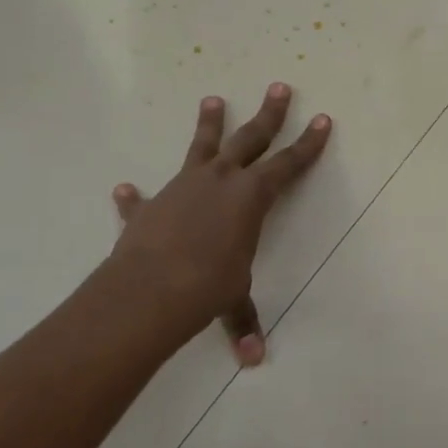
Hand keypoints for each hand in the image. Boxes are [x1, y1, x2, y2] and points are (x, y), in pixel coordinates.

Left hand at [105, 84, 330, 363]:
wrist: (148, 289)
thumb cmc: (207, 287)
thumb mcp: (233, 300)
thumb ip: (244, 321)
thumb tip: (254, 360)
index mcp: (251, 197)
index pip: (288, 165)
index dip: (308, 144)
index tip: (322, 120)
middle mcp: (219, 181)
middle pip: (251, 139)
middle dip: (269, 115)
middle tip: (280, 87)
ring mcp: (182, 187)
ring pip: (201, 147)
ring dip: (209, 125)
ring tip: (213, 99)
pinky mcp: (150, 207)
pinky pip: (144, 198)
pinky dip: (135, 197)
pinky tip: (125, 188)